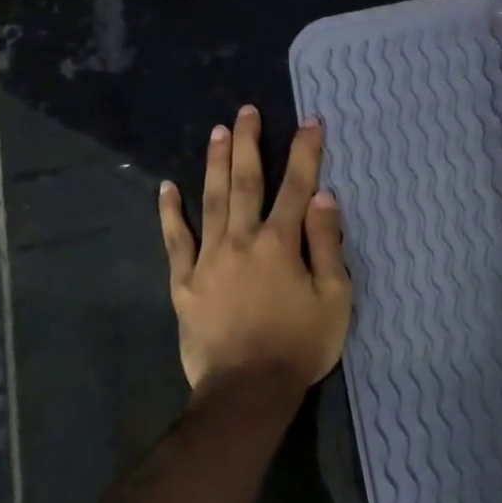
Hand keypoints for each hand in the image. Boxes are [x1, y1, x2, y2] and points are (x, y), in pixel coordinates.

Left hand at [157, 105, 351, 393]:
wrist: (247, 390)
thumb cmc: (299, 345)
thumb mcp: (334, 298)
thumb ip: (326, 245)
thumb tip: (322, 198)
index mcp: (281, 244)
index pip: (297, 187)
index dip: (305, 152)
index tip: (309, 121)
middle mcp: (242, 240)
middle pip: (245, 182)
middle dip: (248, 144)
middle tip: (246, 111)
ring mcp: (208, 260)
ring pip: (209, 201)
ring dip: (213, 164)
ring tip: (217, 131)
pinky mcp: (184, 283)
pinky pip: (175, 242)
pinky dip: (170, 213)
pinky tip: (167, 188)